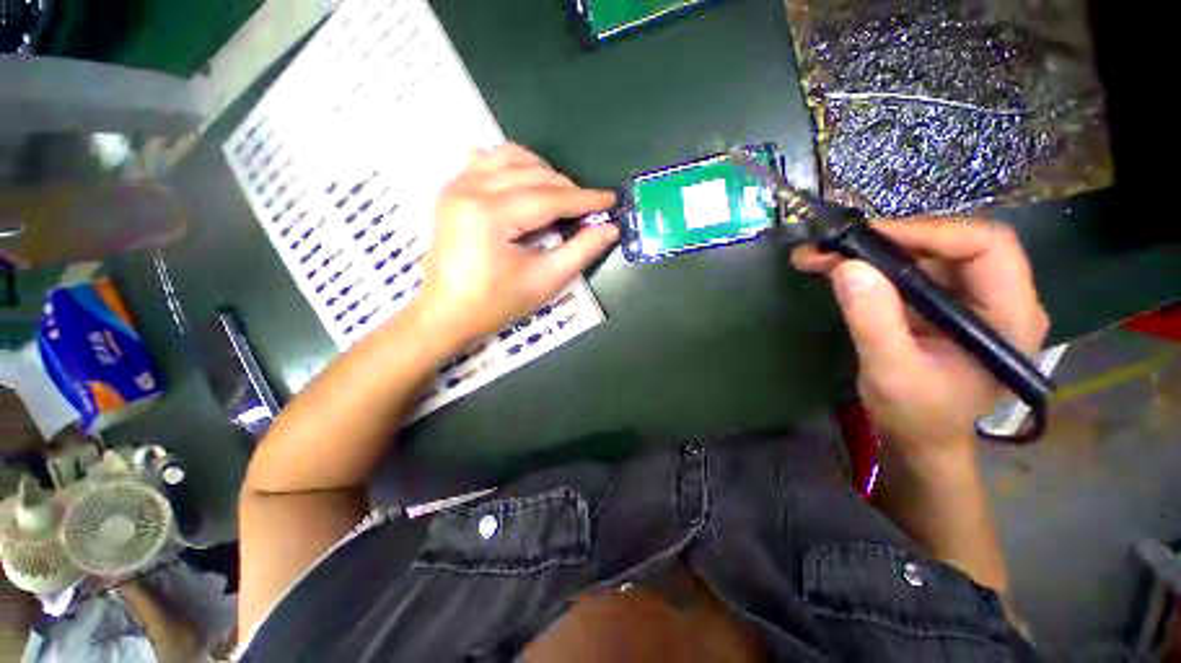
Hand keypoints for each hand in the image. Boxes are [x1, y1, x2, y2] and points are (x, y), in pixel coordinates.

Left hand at [414, 144, 618, 347]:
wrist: (446, 315)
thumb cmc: (495, 304)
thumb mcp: (545, 281)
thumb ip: (581, 251)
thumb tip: (610, 228)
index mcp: (490, 214)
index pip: (548, 198)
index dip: (584, 199)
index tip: (611, 199)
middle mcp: (470, 188)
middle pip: (531, 174)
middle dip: (567, 187)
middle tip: (590, 206)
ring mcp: (456, 185)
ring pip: (509, 158)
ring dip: (542, 171)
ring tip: (562, 195)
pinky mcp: (452, 190)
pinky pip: (487, 161)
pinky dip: (513, 166)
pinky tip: (526, 182)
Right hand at [792, 219, 1048, 462]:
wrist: (920, 439)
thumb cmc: (917, 416)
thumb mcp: (891, 373)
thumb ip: (873, 321)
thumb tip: (846, 266)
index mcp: (1010, 316)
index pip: (986, 246)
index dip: (930, 232)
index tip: (868, 237)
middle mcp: (999, 297)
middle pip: (953, 242)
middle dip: (891, 239)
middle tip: (835, 244)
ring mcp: (970, 299)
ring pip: (926, 253)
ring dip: (873, 250)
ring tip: (821, 255)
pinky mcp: (943, 303)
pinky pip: (910, 270)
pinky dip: (870, 265)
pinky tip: (835, 268)